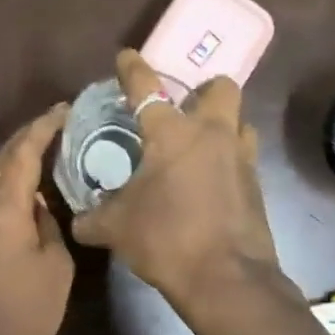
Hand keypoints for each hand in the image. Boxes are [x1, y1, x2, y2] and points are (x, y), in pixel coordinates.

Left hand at [0, 105, 74, 334]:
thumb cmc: (30, 312)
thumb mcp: (56, 263)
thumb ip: (48, 222)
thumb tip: (40, 202)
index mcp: (1, 209)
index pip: (22, 153)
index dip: (43, 127)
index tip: (64, 110)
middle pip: (0, 159)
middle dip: (27, 137)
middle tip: (57, 125)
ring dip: (13, 159)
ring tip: (43, 149)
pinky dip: (4, 182)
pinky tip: (25, 185)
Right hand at [71, 50, 279, 311]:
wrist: (226, 278)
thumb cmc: (166, 239)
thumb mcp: (116, 228)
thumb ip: (93, 218)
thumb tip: (77, 220)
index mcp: (172, 133)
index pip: (146, 87)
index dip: (132, 69)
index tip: (126, 57)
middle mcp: (212, 135)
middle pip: (220, 88)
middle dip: (205, 90)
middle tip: (185, 107)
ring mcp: (241, 158)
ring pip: (240, 122)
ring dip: (223, 126)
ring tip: (202, 146)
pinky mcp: (257, 186)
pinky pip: (244, 159)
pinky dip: (229, 162)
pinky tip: (211, 183)